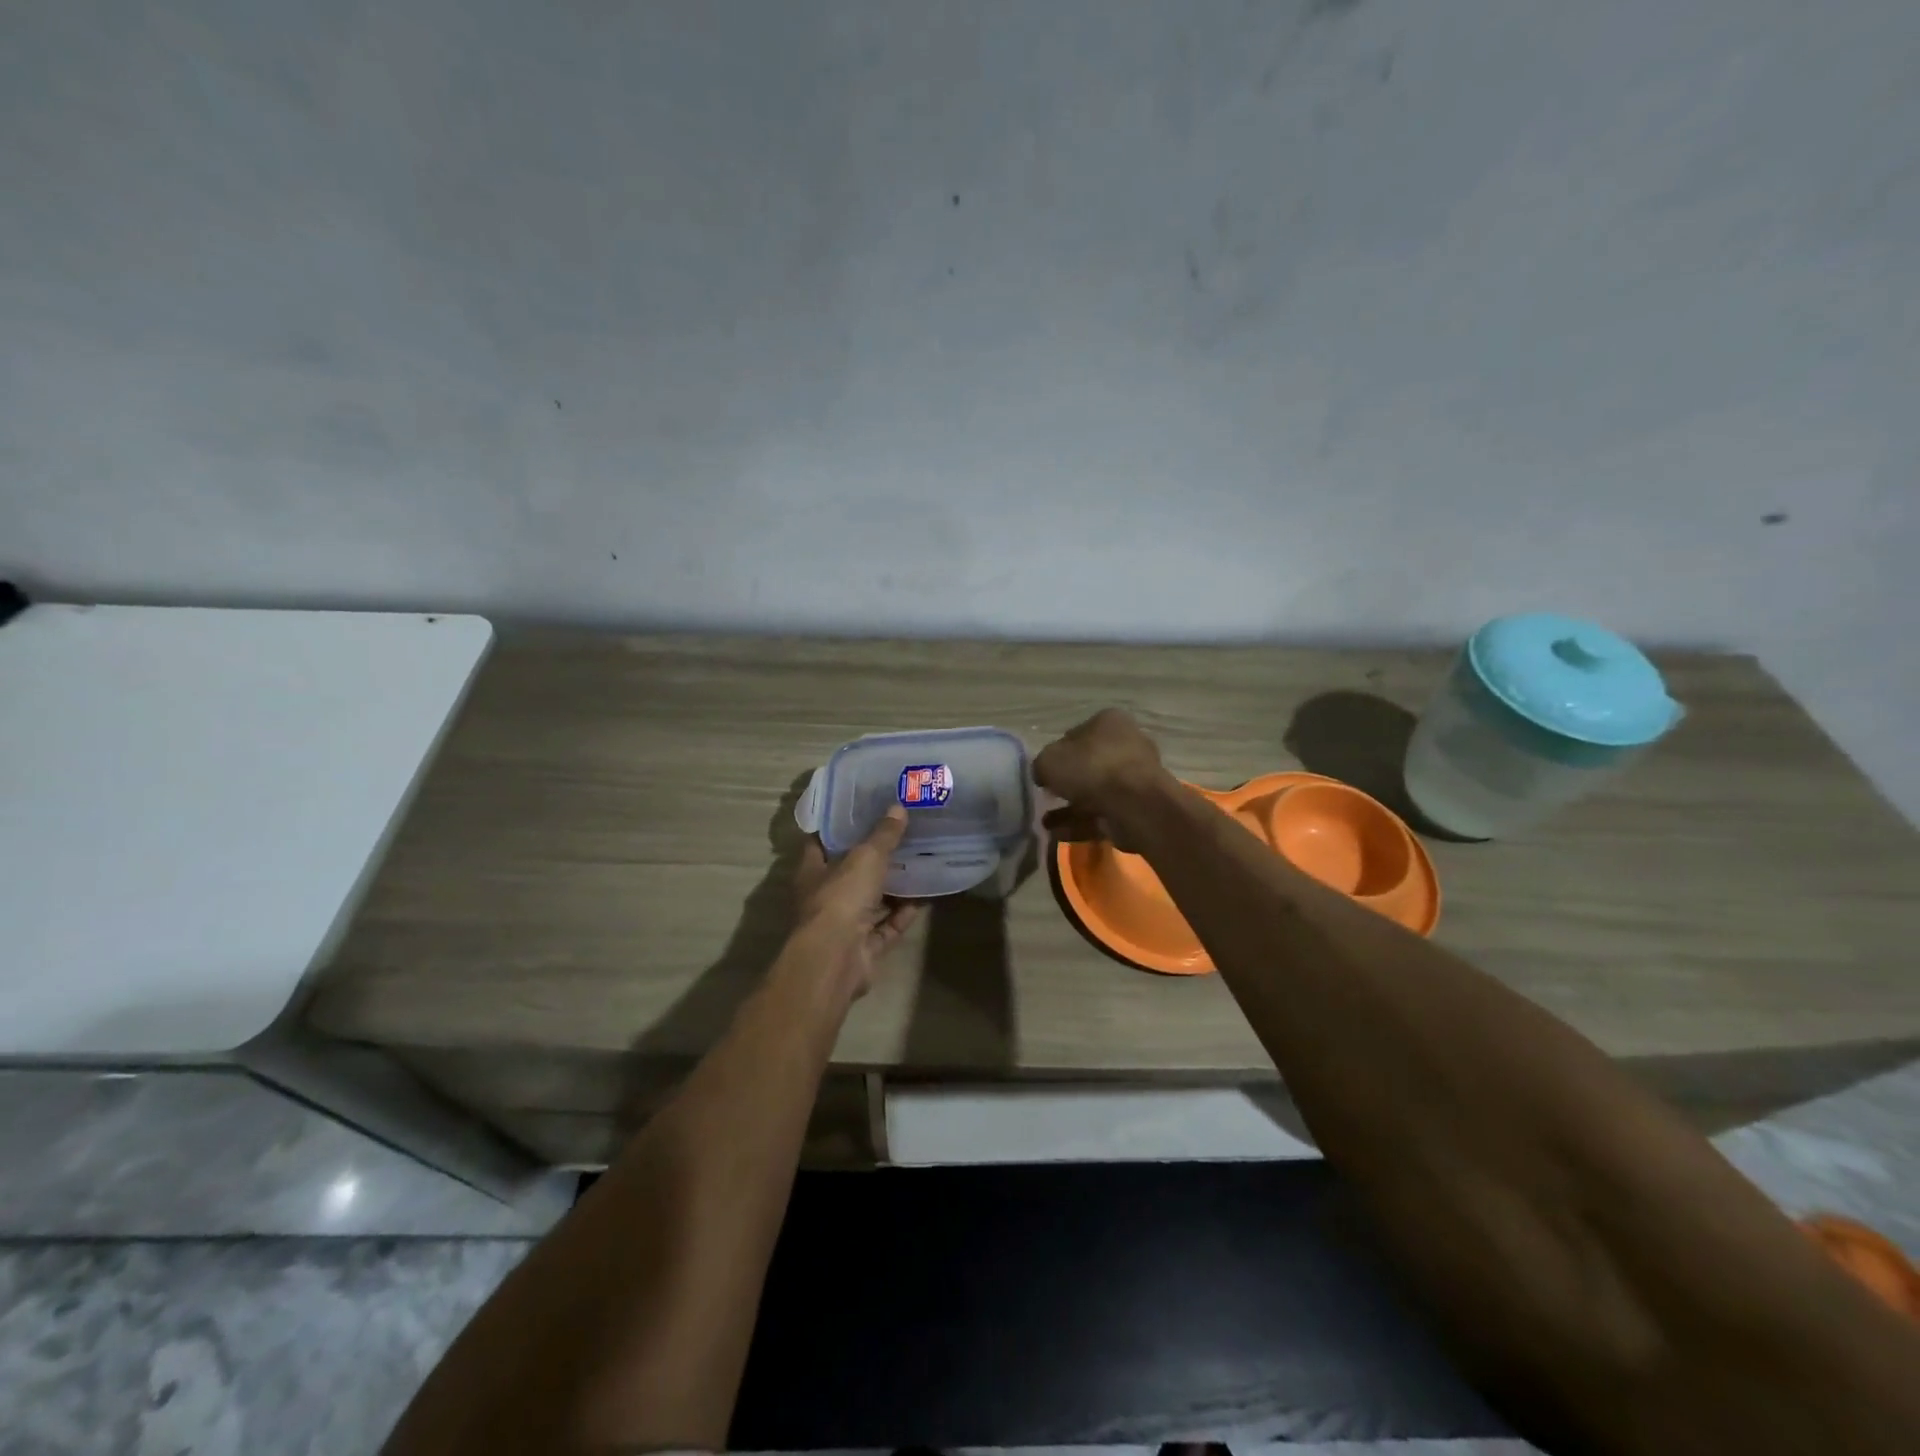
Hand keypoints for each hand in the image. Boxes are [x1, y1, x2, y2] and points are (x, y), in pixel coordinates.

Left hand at [791, 807, 922, 999]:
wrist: (836, 957)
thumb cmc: (841, 897)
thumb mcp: (866, 857)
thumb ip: (883, 835)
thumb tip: (898, 807)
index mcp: (813, 871)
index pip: (821, 843)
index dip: (838, 828)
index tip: (861, 811)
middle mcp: (825, 897)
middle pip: (849, 873)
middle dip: (872, 858)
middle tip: (900, 836)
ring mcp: (843, 925)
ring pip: (870, 901)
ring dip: (892, 888)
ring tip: (917, 864)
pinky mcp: (863, 947)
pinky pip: (886, 927)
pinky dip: (903, 915)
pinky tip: (924, 898)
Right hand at [1032, 708, 1175, 849]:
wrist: (1135, 804)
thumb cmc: (1091, 768)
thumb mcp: (1049, 761)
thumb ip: (1041, 765)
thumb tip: (1043, 775)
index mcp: (1109, 722)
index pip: (1076, 735)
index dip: (1057, 754)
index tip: (1045, 773)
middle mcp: (1127, 744)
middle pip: (1089, 764)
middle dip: (1067, 784)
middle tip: (1047, 798)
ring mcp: (1136, 777)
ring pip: (1096, 792)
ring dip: (1070, 808)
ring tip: (1046, 823)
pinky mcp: (1139, 806)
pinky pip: (1105, 813)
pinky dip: (1083, 824)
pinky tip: (1059, 835)